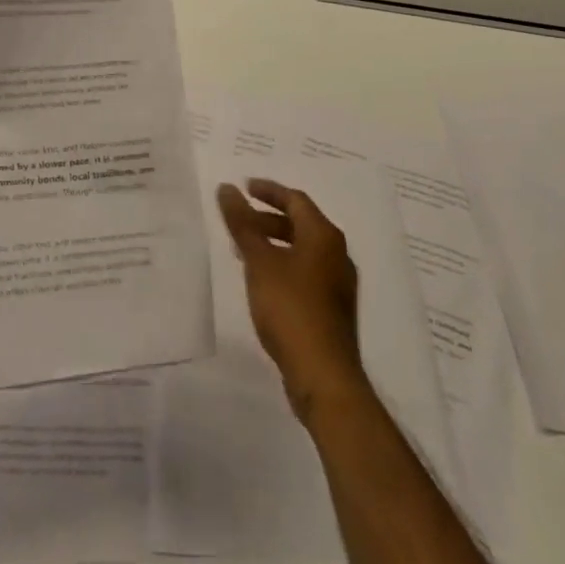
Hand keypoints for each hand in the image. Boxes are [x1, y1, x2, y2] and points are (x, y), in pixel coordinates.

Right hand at [217, 178, 369, 424]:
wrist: (324, 376)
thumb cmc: (290, 308)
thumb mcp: (259, 261)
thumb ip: (242, 223)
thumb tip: (227, 188)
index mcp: (324, 236)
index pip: (295, 200)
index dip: (268, 191)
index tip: (243, 188)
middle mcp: (337, 254)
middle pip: (300, 224)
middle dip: (267, 218)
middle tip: (238, 220)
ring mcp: (338, 284)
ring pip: (302, 250)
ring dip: (273, 243)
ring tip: (243, 250)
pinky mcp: (332, 309)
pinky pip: (305, 272)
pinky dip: (282, 265)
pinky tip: (262, 282)